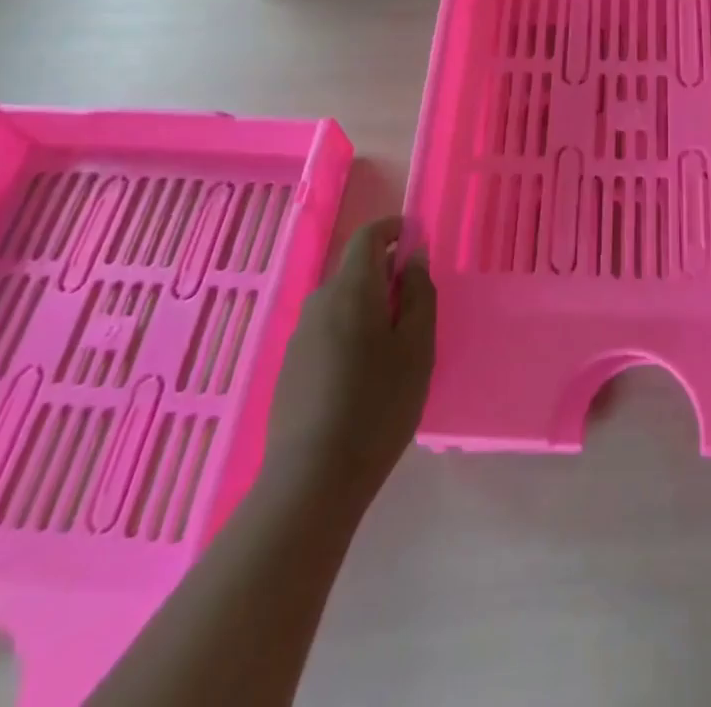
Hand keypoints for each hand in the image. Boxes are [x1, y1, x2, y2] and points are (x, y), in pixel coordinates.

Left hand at [264, 217, 435, 509]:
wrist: (312, 480)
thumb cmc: (378, 405)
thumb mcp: (417, 346)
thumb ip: (419, 294)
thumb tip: (414, 257)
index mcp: (351, 289)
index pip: (368, 236)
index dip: (394, 229)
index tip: (417, 242)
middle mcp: (319, 302)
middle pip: (355, 269)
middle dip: (387, 275)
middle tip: (417, 307)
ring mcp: (300, 336)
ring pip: (342, 303)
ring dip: (369, 307)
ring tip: (396, 347)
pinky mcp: (291, 367)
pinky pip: (328, 330)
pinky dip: (351, 333)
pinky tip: (365, 376)